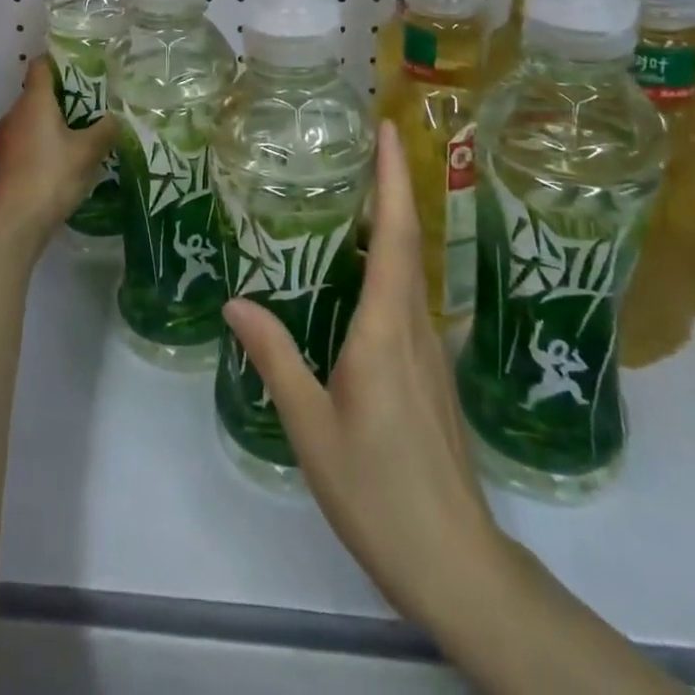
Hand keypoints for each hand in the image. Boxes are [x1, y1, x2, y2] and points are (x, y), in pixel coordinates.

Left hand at [0, 57, 119, 243]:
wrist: (12, 222)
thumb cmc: (50, 176)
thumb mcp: (87, 152)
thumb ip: (106, 130)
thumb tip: (118, 117)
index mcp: (34, 101)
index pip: (41, 65)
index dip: (61, 60)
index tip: (85, 65)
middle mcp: (16, 113)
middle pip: (40, 92)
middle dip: (66, 95)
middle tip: (96, 101)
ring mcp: (7, 139)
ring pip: (34, 119)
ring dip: (57, 121)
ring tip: (86, 131)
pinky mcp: (6, 162)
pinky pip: (30, 140)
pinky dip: (47, 142)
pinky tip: (67, 159)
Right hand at [222, 121, 508, 632]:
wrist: (458, 564)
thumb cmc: (380, 491)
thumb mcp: (312, 427)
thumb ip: (276, 358)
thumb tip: (236, 301)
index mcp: (387, 329)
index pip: (396, 235)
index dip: (394, 178)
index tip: (389, 129)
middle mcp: (416, 326)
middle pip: (407, 240)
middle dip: (389, 186)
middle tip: (353, 146)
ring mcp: (430, 349)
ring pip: (409, 269)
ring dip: (387, 223)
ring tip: (344, 196)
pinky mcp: (431, 371)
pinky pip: (408, 298)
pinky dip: (385, 265)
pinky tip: (353, 275)